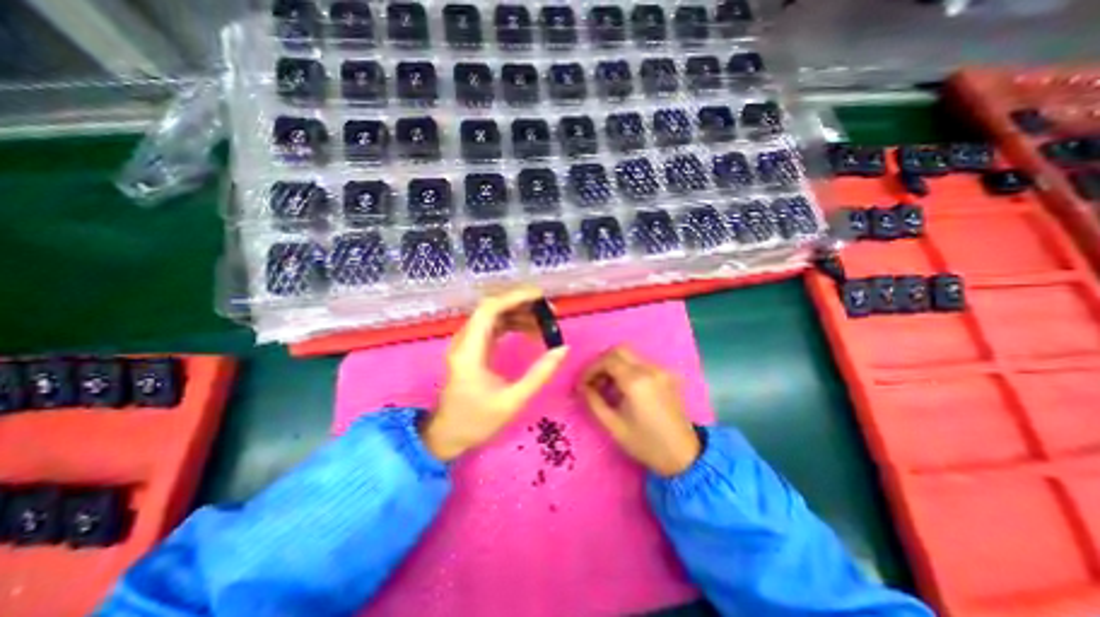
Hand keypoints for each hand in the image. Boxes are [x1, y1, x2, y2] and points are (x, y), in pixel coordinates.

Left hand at [422, 287, 572, 460]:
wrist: (448, 435)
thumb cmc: (477, 421)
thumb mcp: (513, 401)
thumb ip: (539, 374)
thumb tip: (563, 349)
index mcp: (469, 351)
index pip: (489, 310)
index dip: (514, 297)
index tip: (540, 297)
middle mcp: (465, 341)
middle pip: (491, 308)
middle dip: (521, 304)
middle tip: (549, 311)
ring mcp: (467, 343)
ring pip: (493, 316)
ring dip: (518, 314)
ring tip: (544, 322)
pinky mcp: (472, 348)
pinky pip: (493, 327)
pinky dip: (512, 324)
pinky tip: (529, 331)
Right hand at [578, 346, 699, 477]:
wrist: (684, 456)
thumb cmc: (645, 443)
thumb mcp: (613, 426)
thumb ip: (594, 402)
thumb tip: (582, 387)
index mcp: (636, 381)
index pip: (607, 360)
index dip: (590, 369)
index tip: (582, 384)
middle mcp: (650, 369)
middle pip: (619, 350)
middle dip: (602, 362)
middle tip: (594, 380)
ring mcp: (661, 370)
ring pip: (631, 354)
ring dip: (615, 364)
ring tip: (607, 386)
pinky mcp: (667, 375)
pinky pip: (642, 362)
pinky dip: (628, 368)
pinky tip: (624, 387)